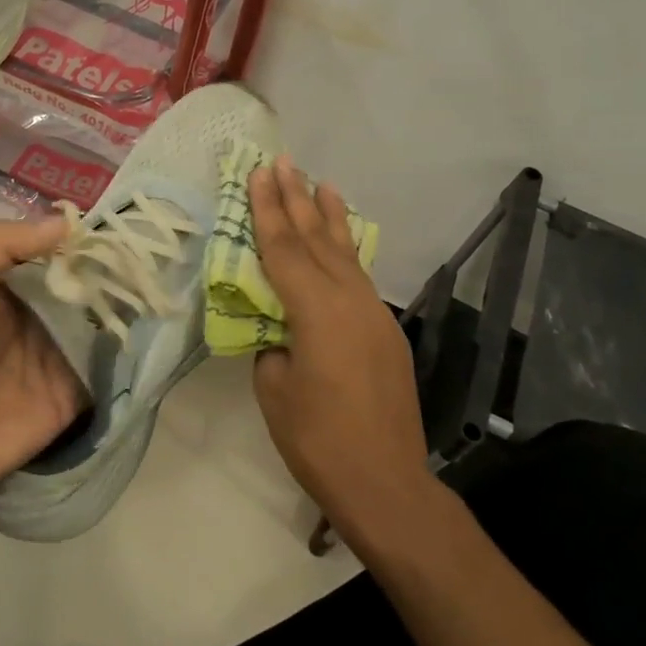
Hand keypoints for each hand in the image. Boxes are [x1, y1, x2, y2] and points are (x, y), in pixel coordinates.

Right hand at [249, 157, 432, 538]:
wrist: (386, 483)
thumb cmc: (319, 440)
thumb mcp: (275, 390)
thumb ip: (273, 346)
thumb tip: (279, 330)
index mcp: (316, 311)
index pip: (283, 249)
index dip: (267, 210)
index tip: (259, 173)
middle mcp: (350, 301)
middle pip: (317, 240)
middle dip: (297, 198)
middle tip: (284, 162)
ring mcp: (374, 315)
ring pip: (346, 253)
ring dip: (330, 217)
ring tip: (321, 182)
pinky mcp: (385, 333)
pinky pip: (360, 277)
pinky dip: (347, 251)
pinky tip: (343, 242)